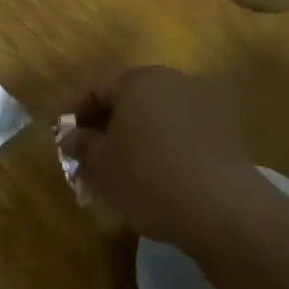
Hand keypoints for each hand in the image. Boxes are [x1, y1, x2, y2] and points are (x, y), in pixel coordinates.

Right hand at [64, 67, 258, 245]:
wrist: (220, 207)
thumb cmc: (147, 176)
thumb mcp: (100, 164)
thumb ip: (81, 145)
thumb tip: (71, 137)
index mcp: (140, 80)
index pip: (97, 89)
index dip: (74, 113)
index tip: (61, 138)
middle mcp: (175, 81)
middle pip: (130, 99)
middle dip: (106, 124)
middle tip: (88, 154)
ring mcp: (206, 104)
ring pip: (157, 116)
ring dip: (135, 136)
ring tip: (120, 168)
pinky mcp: (226, 131)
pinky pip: (181, 132)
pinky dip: (162, 146)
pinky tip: (155, 174)